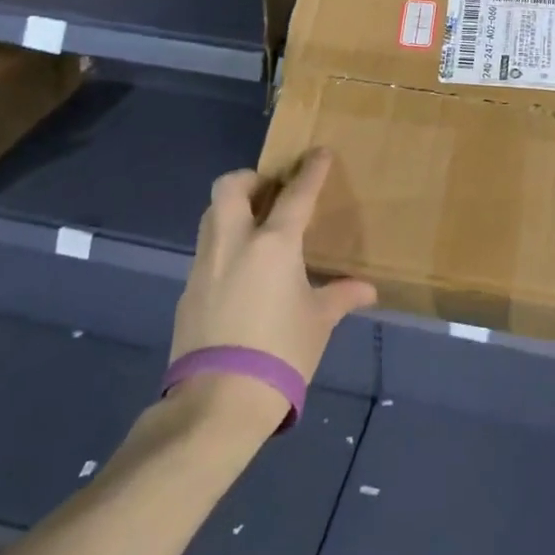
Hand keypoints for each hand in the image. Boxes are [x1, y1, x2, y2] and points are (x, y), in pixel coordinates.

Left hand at [170, 150, 377, 386]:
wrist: (219, 401)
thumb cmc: (281, 352)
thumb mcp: (318, 322)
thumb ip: (340, 296)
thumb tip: (366, 290)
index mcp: (273, 244)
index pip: (296, 194)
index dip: (311, 171)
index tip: (319, 153)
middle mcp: (234, 243)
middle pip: (230, 187)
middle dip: (250, 180)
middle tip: (270, 193)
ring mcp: (205, 265)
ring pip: (211, 216)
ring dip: (232, 210)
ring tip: (256, 230)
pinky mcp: (187, 290)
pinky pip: (206, 252)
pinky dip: (224, 247)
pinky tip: (240, 274)